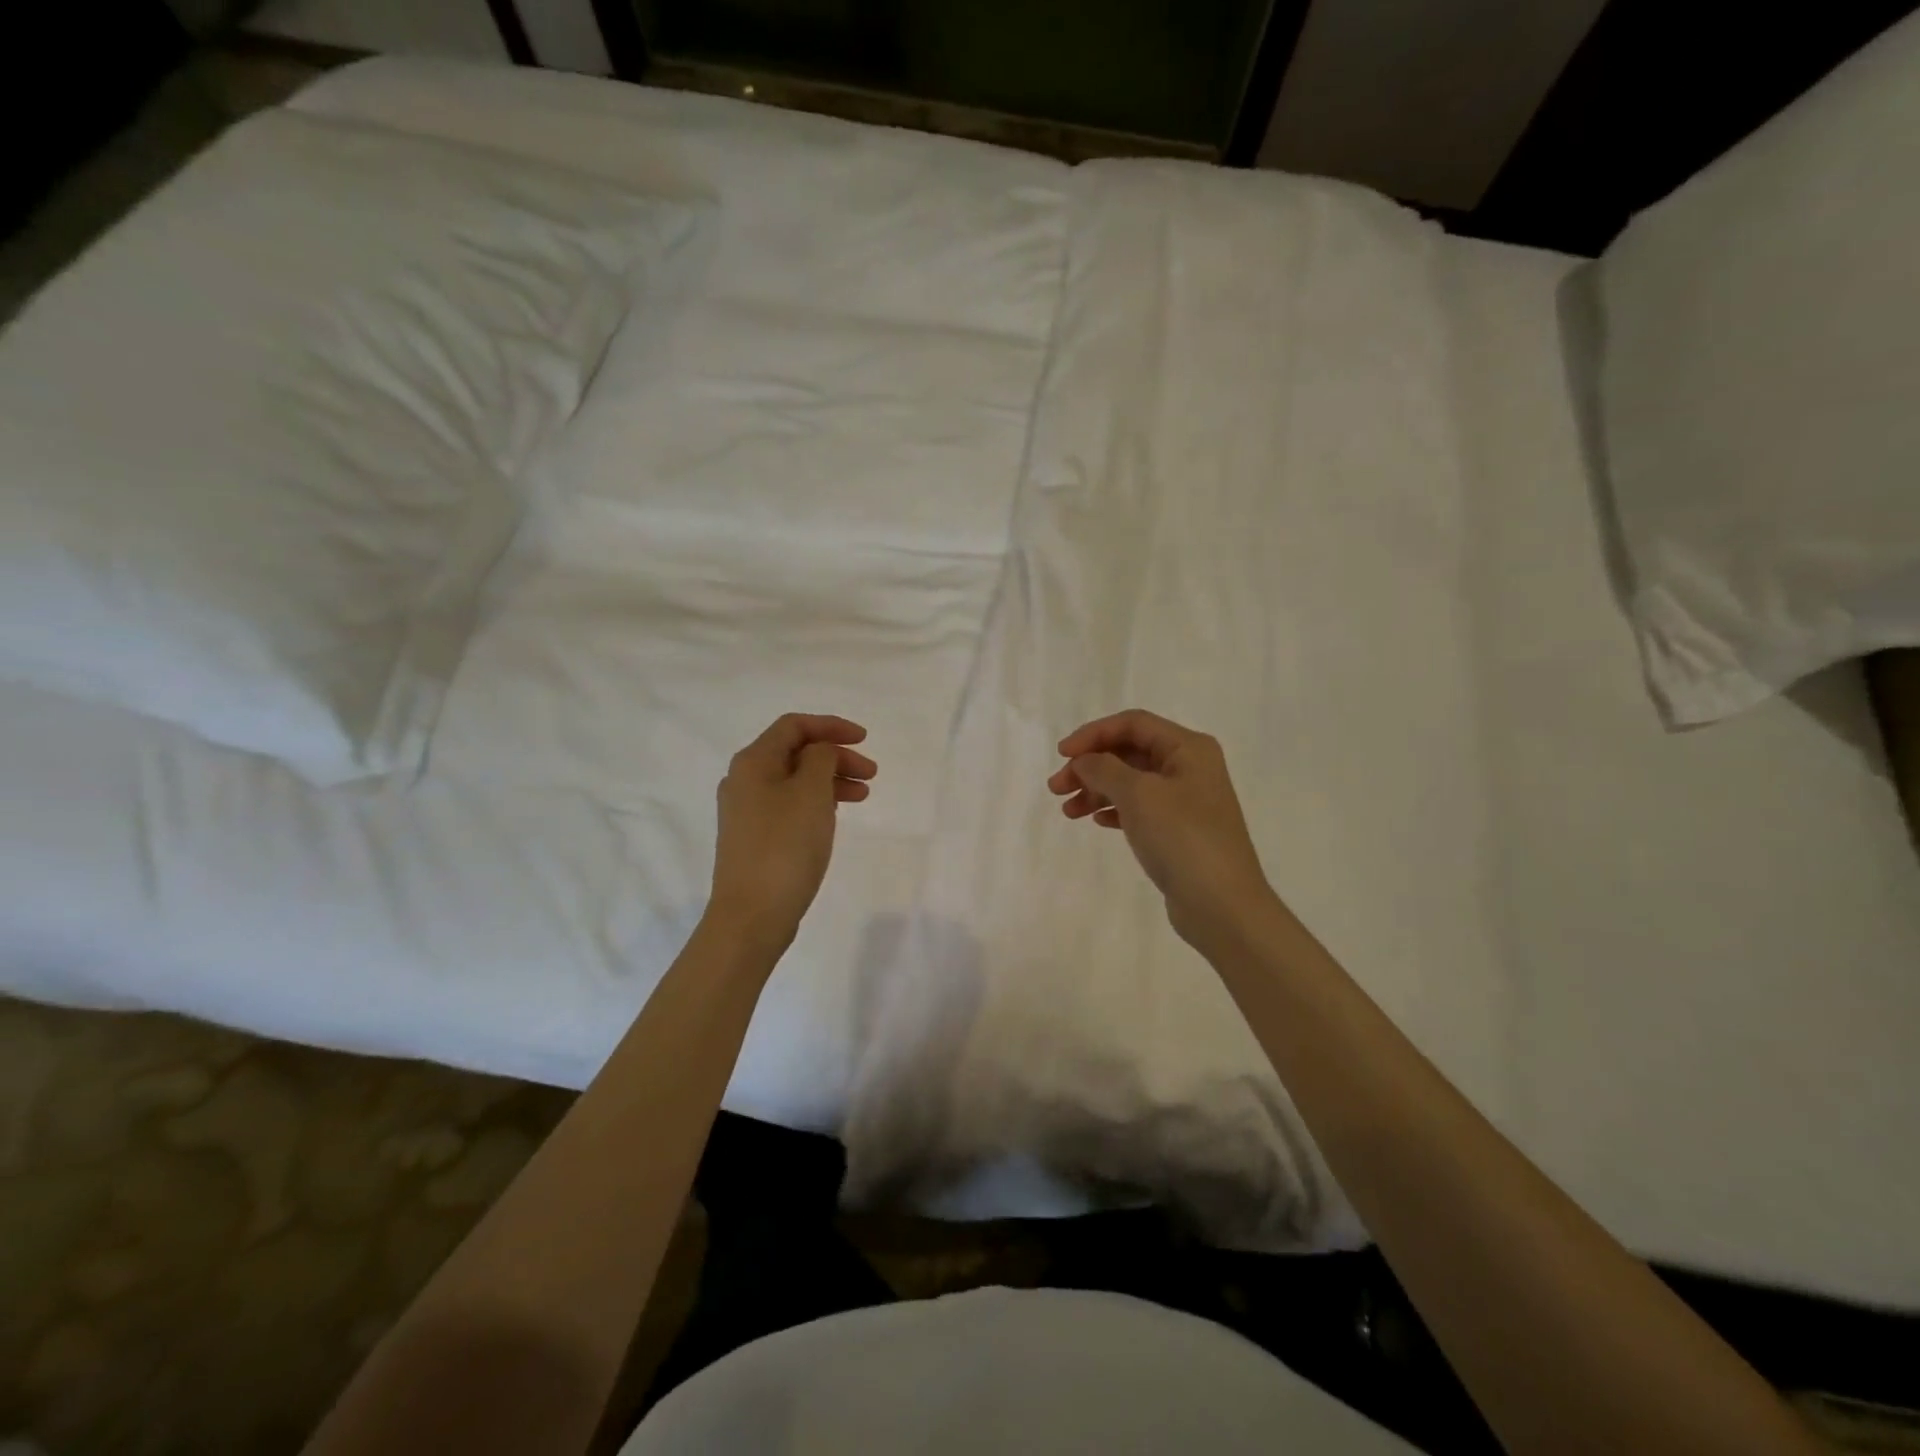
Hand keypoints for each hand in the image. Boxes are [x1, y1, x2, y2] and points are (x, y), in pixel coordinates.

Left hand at [709, 714, 875, 953]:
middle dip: (836, 756)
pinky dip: (816, 802)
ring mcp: (746, 811)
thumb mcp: (811, 792)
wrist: (752, 915)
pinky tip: (834, 815)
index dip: (831, 726)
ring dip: (830, 780)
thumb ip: (821, 758)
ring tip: (862, 796)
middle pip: (795, 753)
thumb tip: (820, 751)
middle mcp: (744, 780)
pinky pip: (789, 805)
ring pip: (795, 781)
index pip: (794, 726)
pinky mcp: (754, 838)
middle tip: (871, 774)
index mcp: (753, 762)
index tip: (865, 739)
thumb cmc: (785, 846)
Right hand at [1048, 709, 1277, 949]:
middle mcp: (1190, 767)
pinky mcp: (1179, 830)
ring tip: (1068, 812)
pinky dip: (1114, 809)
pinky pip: (1139, 808)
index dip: (1093, 734)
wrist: (1222, 905)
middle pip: (1129, 752)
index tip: (1062, 755)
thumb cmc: (1182, 838)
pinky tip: (1097, 821)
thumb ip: (1104, 769)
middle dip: (1090, 766)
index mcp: (1188, 748)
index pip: (1133, 724)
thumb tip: (1083, 761)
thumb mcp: (1138, 794)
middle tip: (1057, 788)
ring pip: (1131, 782)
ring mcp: (1186, 800)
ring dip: (1096, 790)